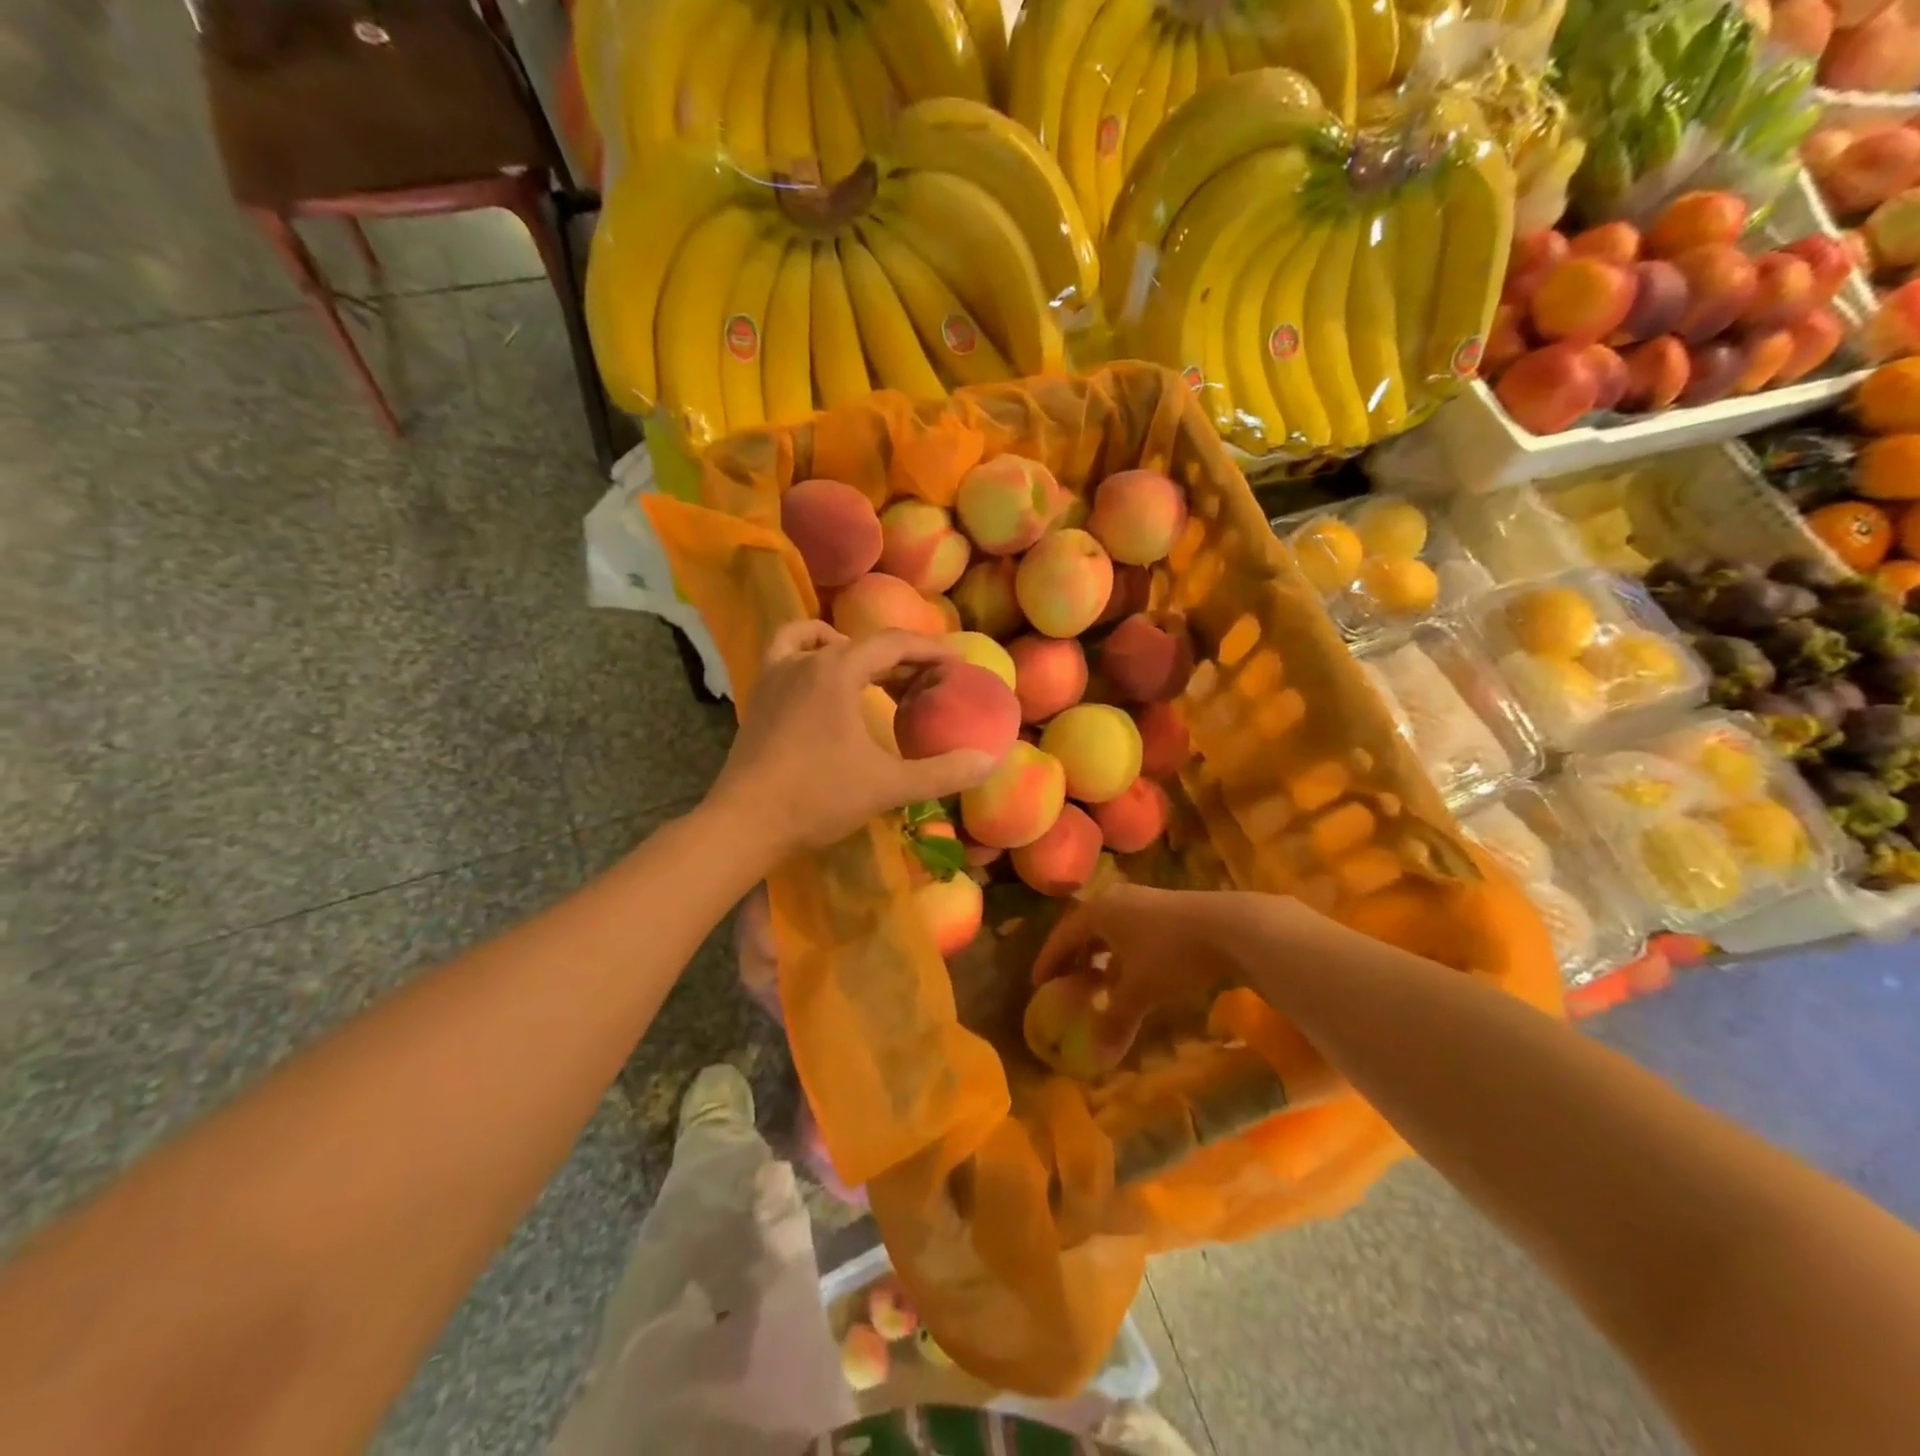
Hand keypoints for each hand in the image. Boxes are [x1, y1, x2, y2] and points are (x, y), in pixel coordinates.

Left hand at [708, 621, 999, 858]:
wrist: (744, 823)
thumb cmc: (817, 798)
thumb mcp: (887, 785)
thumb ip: (941, 772)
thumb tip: (989, 761)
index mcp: (838, 670)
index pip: (894, 644)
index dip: (930, 650)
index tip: (957, 662)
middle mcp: (806, 660)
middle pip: (863, 644)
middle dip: (902, 658)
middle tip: (930, 681)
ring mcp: (777, 674)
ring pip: (824, 643)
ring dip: (858, 653)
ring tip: (879, 676)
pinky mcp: (760, 695)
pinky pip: (788, 653)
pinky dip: (811, 652)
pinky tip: (822, 675)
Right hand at [1033, 884, 1298, 1019]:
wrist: (1229, 927)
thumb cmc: (1170, 954)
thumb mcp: (1139, 990)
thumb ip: (1114, 1020)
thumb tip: (1096, 1056)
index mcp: (1098, 912)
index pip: (1062, 936)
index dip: (1048, 961)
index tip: (1037, 984)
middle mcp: (1115, 900)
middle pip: (1085, 930)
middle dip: (1074, 958)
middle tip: (1065, 984)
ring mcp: (1142, 902)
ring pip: (1111, 931)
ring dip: (1101, 958)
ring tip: (1099, 984)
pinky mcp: (1167, 909)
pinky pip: (1131, 932)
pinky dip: (1124, 955)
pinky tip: (1134, 976)